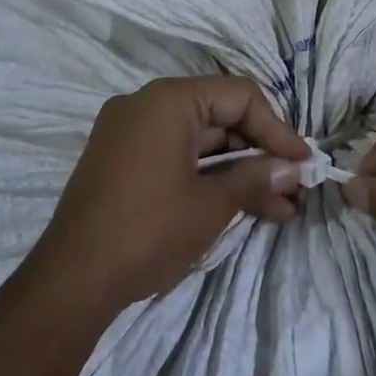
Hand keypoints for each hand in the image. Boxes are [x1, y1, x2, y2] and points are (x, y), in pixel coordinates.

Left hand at [27, 76, 312, 312]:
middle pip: (218, 115)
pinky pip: (174, 155)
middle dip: (259, 154)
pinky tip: (240, 206)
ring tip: (279, 208)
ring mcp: (129, 132)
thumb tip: (292, 168)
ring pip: (199, 140)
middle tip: (293, 188)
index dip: (277, 128)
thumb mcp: (211, 204)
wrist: (73, 278)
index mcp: (168, 100)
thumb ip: (255, 177)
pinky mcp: (120, 160)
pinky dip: (205, 176)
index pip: (239, 96)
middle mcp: (145, 104)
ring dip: (237, 171)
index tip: (303, 163)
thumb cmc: (149, 230)